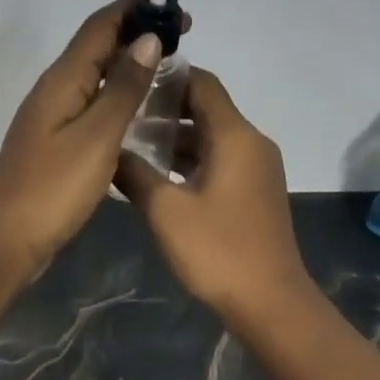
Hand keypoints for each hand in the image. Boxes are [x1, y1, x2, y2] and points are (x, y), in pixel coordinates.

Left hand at [0, 0, 185, 278]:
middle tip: (182, 33)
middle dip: (137, 30)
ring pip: (96, 73)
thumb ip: (123, 88)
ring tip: (170, 63)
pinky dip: (120, 92)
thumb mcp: (96, 136)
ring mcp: (55, 115)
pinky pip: (94, 100)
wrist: (5, 238)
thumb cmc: (52, 187)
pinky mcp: (58, 140)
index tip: (172, 2)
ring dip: (130, 60)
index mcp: (64, 79)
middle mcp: (57, 88)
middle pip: (97, 44)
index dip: (135, 7)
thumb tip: (147, 39)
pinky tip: (141, 107)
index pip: (100, 25)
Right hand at [113, 68, 310, 318]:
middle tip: (124, 112)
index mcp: (235, 136)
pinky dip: (191, 158)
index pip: (202, 83)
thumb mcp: (165, 210)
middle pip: (207, 107)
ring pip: (212, 135)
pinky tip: (158, 174)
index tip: (131, 79)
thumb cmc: (218, 250)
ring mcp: (257, 167)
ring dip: (176, 136)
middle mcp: (251, 142)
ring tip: (132, 142)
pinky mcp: (255, 189)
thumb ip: (134, 172)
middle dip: (166, 107)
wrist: (271, 303)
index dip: (168, 76)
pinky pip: (220, 158)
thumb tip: (109, 150)